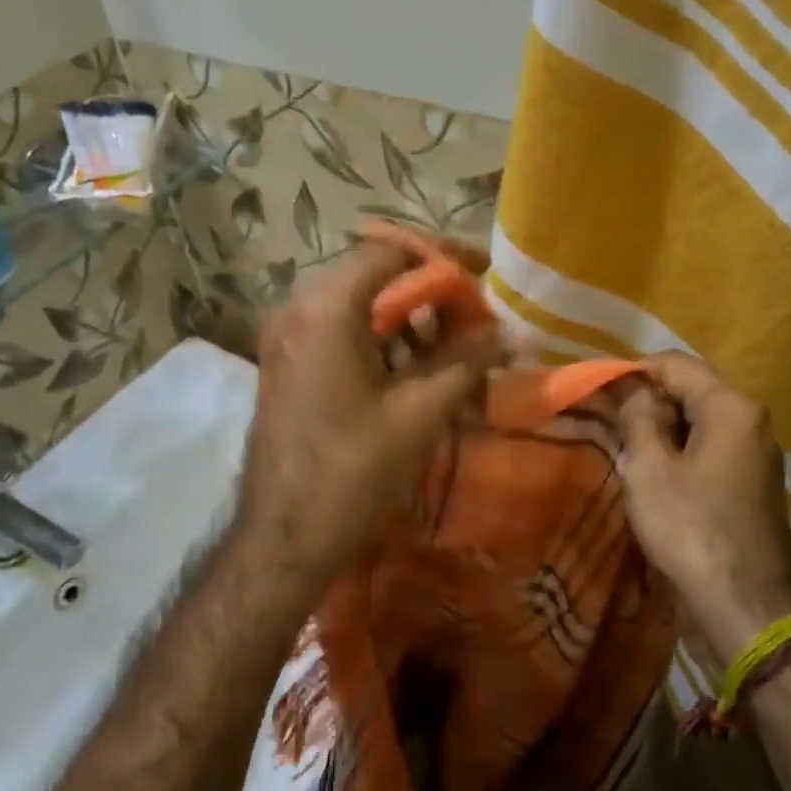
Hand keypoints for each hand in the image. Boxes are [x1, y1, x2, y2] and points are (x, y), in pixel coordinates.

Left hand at [236, 238, 501, 602]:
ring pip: (356, 305)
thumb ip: (466, 361)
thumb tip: (507, 332)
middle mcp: (296, 309)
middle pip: (373, 275)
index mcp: (325, 308)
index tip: (485, 275)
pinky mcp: (286, 364)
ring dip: (407, 318)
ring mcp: (285, 337)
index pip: (391, 251)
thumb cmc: (352, 473)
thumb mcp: (419, 414)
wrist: (283, 539)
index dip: (444, 258)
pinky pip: (338, 332)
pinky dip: (379, 340)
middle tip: (474, 317)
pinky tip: (413, 370)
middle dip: (429, 291)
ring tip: (453, 347)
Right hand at [617, 353, 790, 663]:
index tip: (594, 390)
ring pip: (696, 423)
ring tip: (618, 447)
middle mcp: (750, 421)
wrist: (746, 604)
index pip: (674, 364)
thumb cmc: (691, 527)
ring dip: (657, 430)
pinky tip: (647, 474)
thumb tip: (633, 389)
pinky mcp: (748, 483)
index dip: (631, 372)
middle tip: (602, 421)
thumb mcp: (650, 468)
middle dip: (643, 402)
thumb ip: (639, 418)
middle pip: (688, 391)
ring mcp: (753, 453)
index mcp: (731, 406)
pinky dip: (675, 453)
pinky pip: (705, 451)